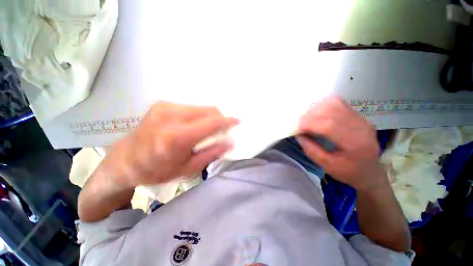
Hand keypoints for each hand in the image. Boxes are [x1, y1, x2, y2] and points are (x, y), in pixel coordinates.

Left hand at [103, 101, 237, 187]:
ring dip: (210, 118)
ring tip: (207, 131)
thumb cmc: (156, 170)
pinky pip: (192, 107)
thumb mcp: (188, 168)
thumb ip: (212, 153)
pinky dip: (199, 116)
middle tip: (222, 130)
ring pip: (202, 107)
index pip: (212, 122)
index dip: (228, 121)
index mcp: (177, 136)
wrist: (125, 160)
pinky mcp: (163, 104)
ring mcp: (165, 106)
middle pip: (209, 110)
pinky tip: (195, 126)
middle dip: (220, 119)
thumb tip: (230, 142)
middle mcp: (171, 115)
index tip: (238, 121)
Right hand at [296, 96, 385, 189]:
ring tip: (307, 119)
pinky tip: (317, 114)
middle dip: (310, 115)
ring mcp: (360, 118)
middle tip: (299, 124)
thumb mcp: (327, 166)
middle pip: (330, 110)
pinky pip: (338, 103)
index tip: (296, 128)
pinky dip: (323, 105)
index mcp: (355, 143)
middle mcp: (360, 126)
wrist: (370, 171)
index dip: (309, 124)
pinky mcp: (357, 115)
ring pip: (334, 103)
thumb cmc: (349, 172)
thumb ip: (311, 149)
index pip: (329, 125)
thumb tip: (298, 134)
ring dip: (316, 108)